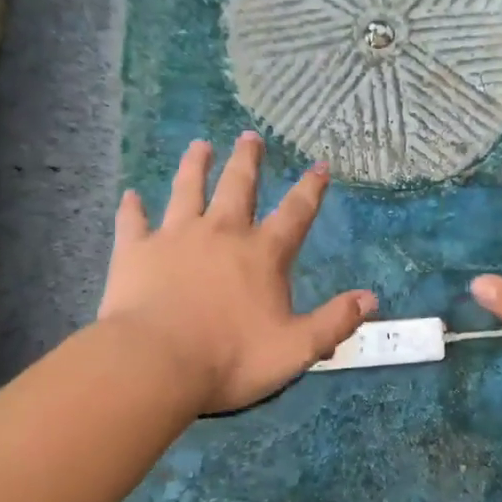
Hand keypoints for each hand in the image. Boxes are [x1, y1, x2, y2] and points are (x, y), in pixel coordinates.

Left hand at [98, 132, 376, 414]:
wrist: (155, 364)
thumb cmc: (230, 358)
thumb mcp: (295, 348)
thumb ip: (334, 321)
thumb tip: (371, 298)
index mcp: (262, 254)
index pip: (295, 213)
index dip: (310, 188)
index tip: (319, 165)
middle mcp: (222, 233)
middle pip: (238, 186)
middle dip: (247, 160)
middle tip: (250, 136)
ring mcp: (176, 237)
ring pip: (187, 190)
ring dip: (195, 166)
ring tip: (199, 146)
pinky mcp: (136, 251)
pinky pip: (134, 222)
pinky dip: (132, 208)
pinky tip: (130, 195)